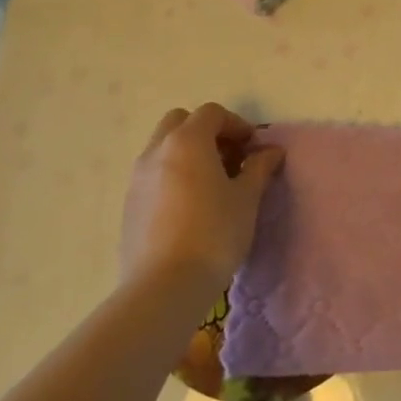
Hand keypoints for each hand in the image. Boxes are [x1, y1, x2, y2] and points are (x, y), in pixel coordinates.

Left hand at [121, 104, 284, 288]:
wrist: (164, 286)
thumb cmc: (214, 233)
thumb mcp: (247, 198)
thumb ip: (259, 168)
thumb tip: (271, 151)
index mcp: (187, 141)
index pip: (212, 113)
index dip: (237, 124)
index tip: (254, 148)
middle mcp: (156, 151)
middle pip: (180, 122)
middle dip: (207, 132)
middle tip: (230, 158)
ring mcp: (137, 178)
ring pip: (163, 148)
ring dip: (188, 153)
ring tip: (212, 184)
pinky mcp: (129, 204)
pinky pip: (153, 174)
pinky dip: (173, 175)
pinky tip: (190, 207)